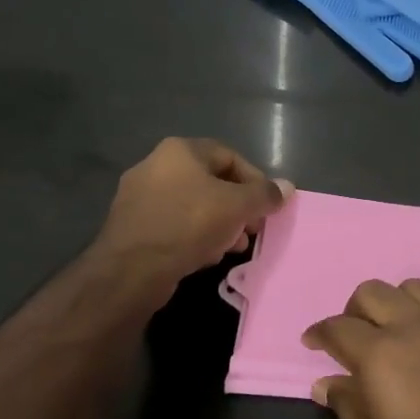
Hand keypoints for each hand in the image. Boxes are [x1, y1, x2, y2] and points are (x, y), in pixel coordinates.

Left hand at [94, 138, 291, 294]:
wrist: (132, 268)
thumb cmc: (189, 225)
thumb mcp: (236, 207)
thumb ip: (264, 194)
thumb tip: (287, 186)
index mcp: (179, 150)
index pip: (229, 156)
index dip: (255, 180)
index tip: (267, 206)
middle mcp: (156, 165)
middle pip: (211, 182)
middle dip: (237, 207)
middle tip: (252, 230)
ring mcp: (140, 195)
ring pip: (192, 205)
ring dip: (218, 224)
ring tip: (234, 247)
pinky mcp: (132, 224)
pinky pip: (174, 223)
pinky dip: (194, 235)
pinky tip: (206, 256)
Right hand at [303, 279, 419, 418]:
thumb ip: (348, 408)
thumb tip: (325, 383)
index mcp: (379, 354)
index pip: (337, 327)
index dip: (319, 333)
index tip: (313, 343)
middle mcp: (411, 325)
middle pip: (370, 292)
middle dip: (352, 312)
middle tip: (352, 339)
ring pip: (409, 287)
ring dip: (392, 304)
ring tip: (393, 332)